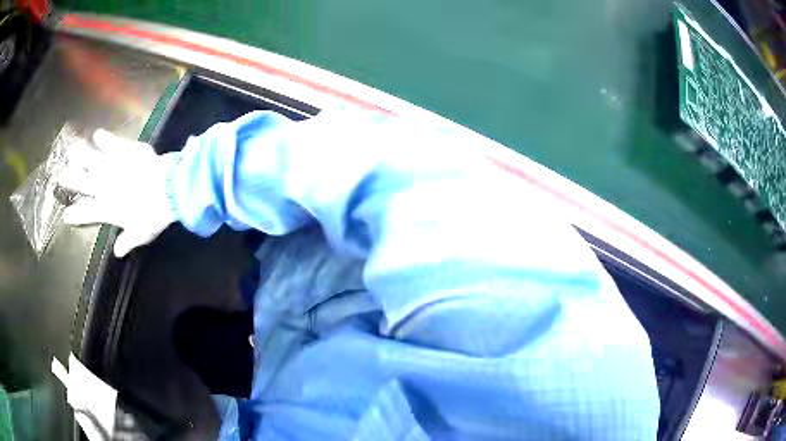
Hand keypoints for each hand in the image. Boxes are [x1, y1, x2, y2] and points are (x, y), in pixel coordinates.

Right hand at [58, 130, 177, 257]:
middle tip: (60, 175)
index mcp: (106, 209)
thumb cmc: (153, 215)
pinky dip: (104, 138)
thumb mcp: (140, 234)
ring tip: (71, 150)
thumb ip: (127, 241)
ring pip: (92, 159)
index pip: (86, 213)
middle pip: (82, 182)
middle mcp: (104, 186)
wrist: (168, 189)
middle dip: (70, 179)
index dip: (75, 214)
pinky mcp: (125, 150)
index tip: (65, 215)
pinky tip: (97, 133)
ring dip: (81, 154)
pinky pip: (111, 142)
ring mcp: (113, 166)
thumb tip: (118, 252)